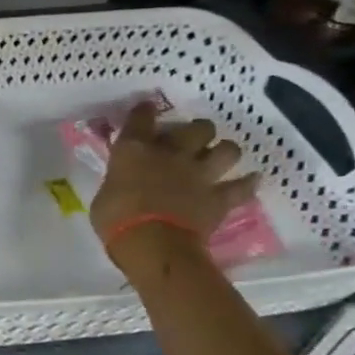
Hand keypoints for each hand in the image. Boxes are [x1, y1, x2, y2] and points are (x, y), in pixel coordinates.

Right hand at [90, 103, 258, 252]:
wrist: (153, 245)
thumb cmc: (115, 220)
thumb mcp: (104, 196)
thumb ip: (117, 182)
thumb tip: (122, 183)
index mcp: (134, 150)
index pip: (140, 118)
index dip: (144, 111)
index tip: (146, 109)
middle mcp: (171, 154)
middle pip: (196, 128)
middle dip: (197, 131)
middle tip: (192, 139)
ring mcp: (199, 175)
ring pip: (227, 150)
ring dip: (224, 151)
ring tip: (220, 156)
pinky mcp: (219, 198)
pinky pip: (242, 188)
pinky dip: (247, 184)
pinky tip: (250, 181)